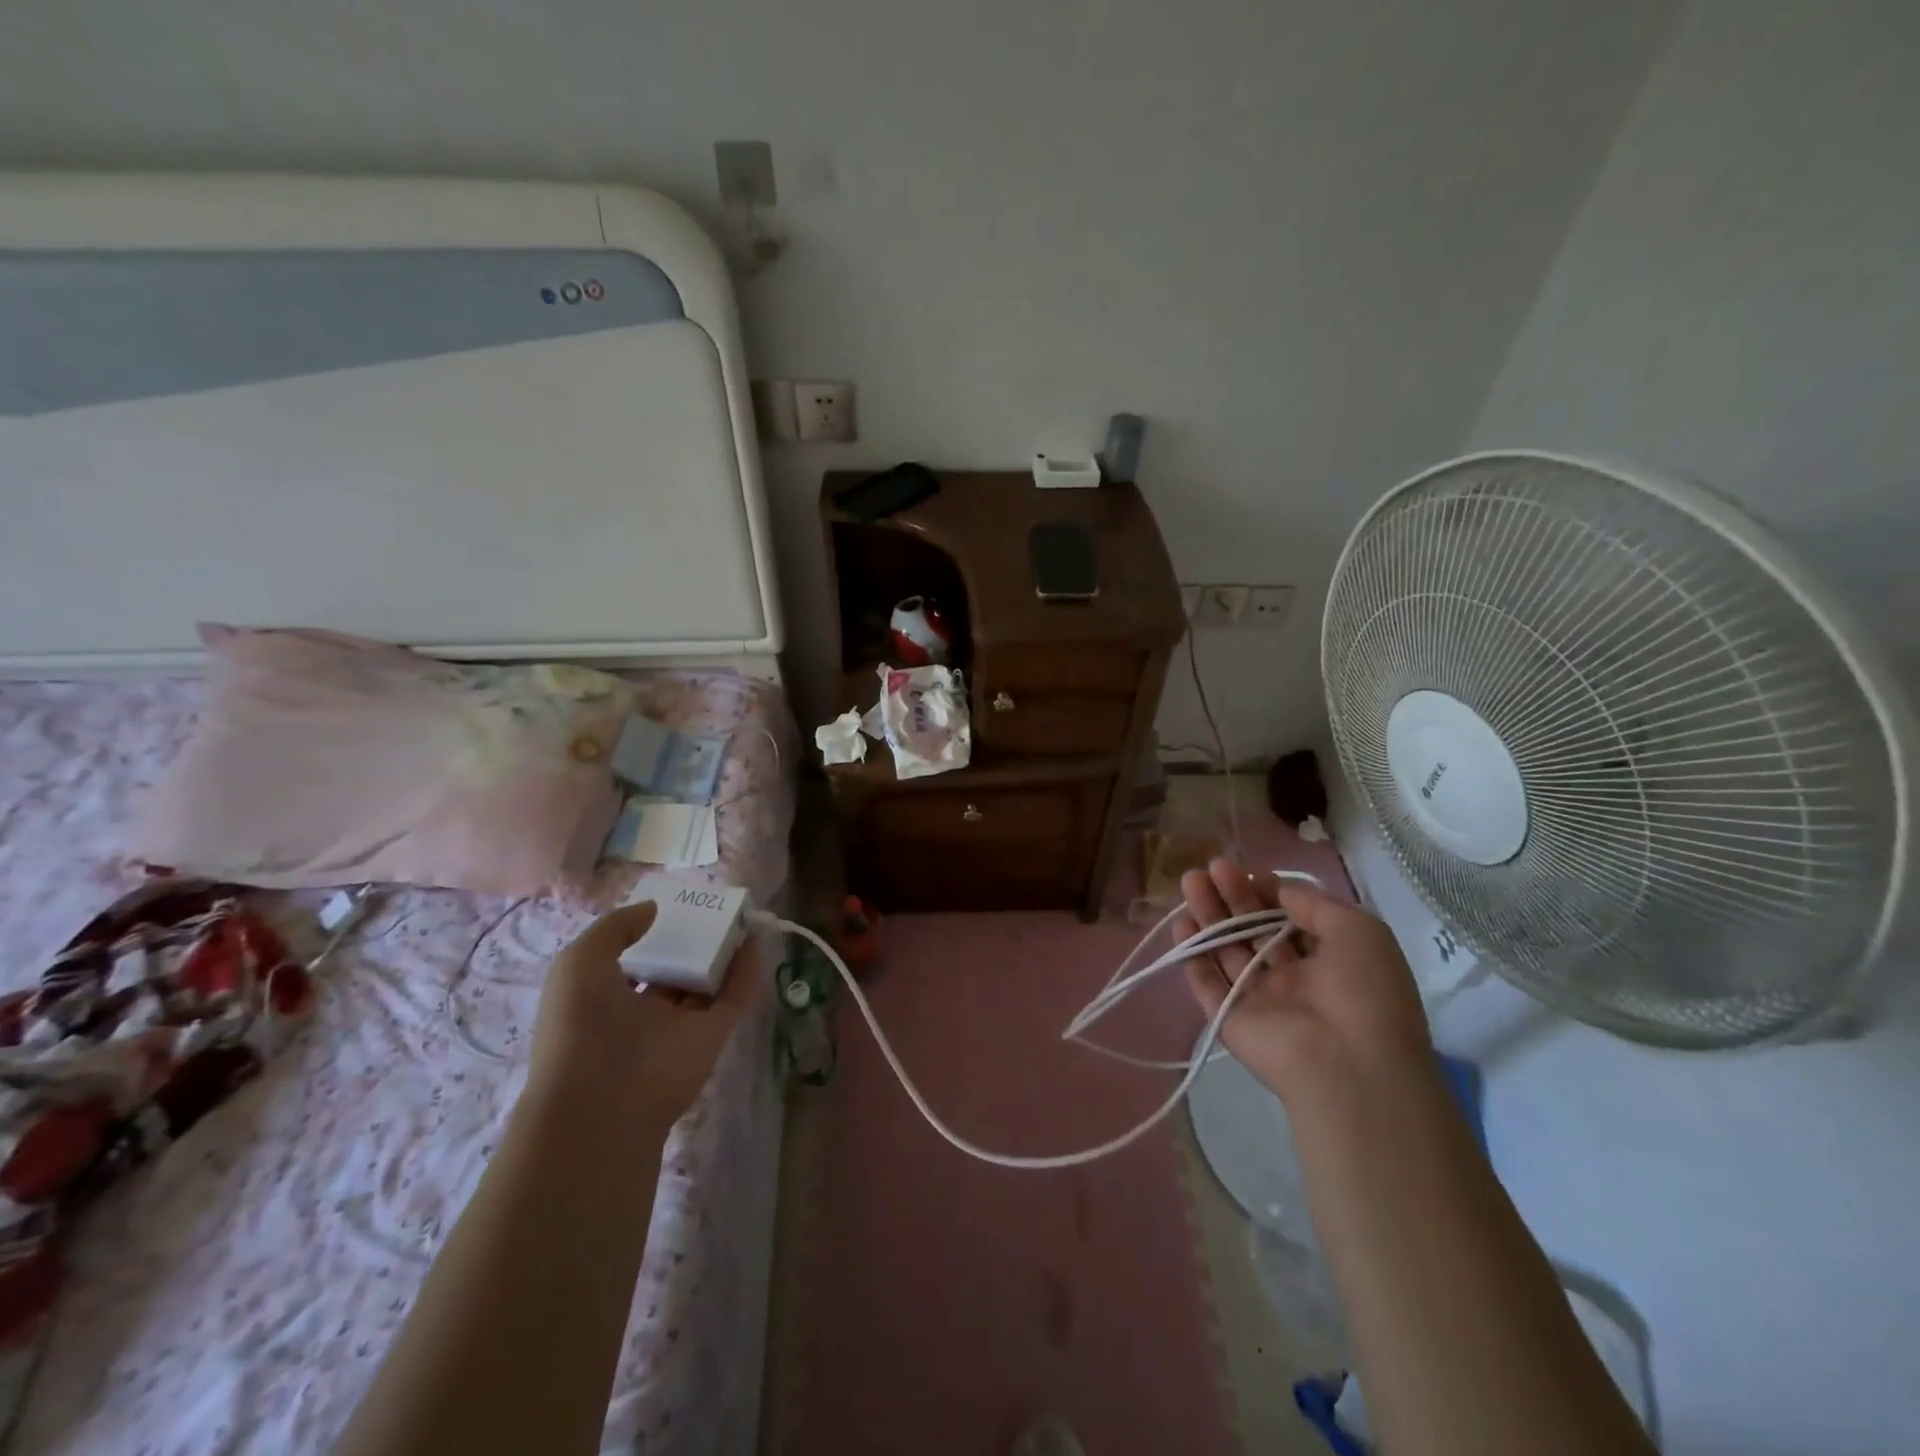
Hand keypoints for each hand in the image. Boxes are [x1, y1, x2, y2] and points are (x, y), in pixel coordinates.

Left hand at [527, 902, 758, 1127]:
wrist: (602, 1102)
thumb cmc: (579, 1026)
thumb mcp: (578, 963)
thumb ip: (615, 928)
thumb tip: (653, 909)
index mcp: (603, 999)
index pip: (631, 962)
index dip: (648, 934)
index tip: (670, 907)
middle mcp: (642, 1013)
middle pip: (674, 971)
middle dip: (690, 942)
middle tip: (711, 907)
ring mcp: (680, 1026)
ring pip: (707, 983)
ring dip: (724, 952)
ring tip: (741, 917)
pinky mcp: (712, 1037)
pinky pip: (733, 998)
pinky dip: (747, 972)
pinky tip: (755, 941)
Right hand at [1175, 859, 1430, 1107]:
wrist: (1349, 1066)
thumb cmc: (1365, 992)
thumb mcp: (1360, 931)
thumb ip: (1314, 903)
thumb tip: (1278, 888)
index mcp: (1329, 961)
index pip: (1289, 919)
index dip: (1268, 893)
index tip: (1248, 870)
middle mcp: (1293, 979)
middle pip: (1253, 930)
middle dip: (1232, 896)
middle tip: (1210, 867)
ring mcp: (1260, 1000)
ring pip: (1228, 950)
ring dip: (1209, 915)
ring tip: (1190, 880)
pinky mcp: (1231, 1019)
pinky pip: (1208, 983)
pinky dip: (1194, 955)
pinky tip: (1182, 924)